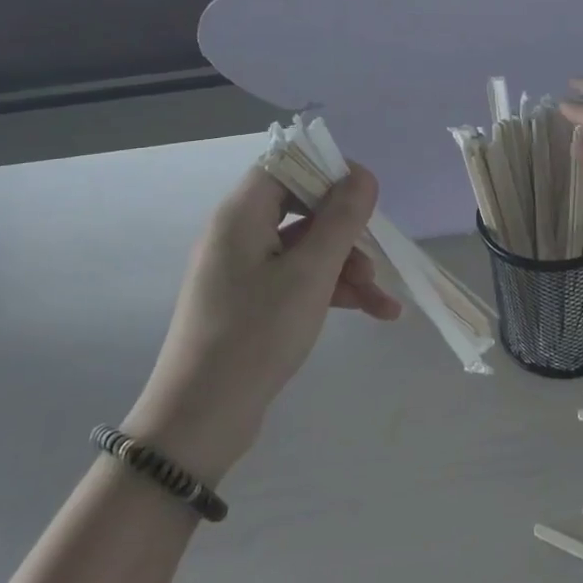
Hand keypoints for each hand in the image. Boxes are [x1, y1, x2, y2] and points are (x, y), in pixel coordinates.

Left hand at [125, 164, 399, 483]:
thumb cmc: (257, 333)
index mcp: (241, 214)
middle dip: (346, 231)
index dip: (328, 171)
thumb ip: (341, 218)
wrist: (202, 417)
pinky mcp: (251, 301)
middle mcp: (238, 234)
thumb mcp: (311, 273)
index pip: (285, 164)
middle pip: (302, 207)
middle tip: (374, 253)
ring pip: (306, 248)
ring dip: (347, 266)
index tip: (366, 195)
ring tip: (380, 300)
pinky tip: (373, 312)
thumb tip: (363, 175)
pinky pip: (298, 278)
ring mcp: (243, 270)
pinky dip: (332, 290)